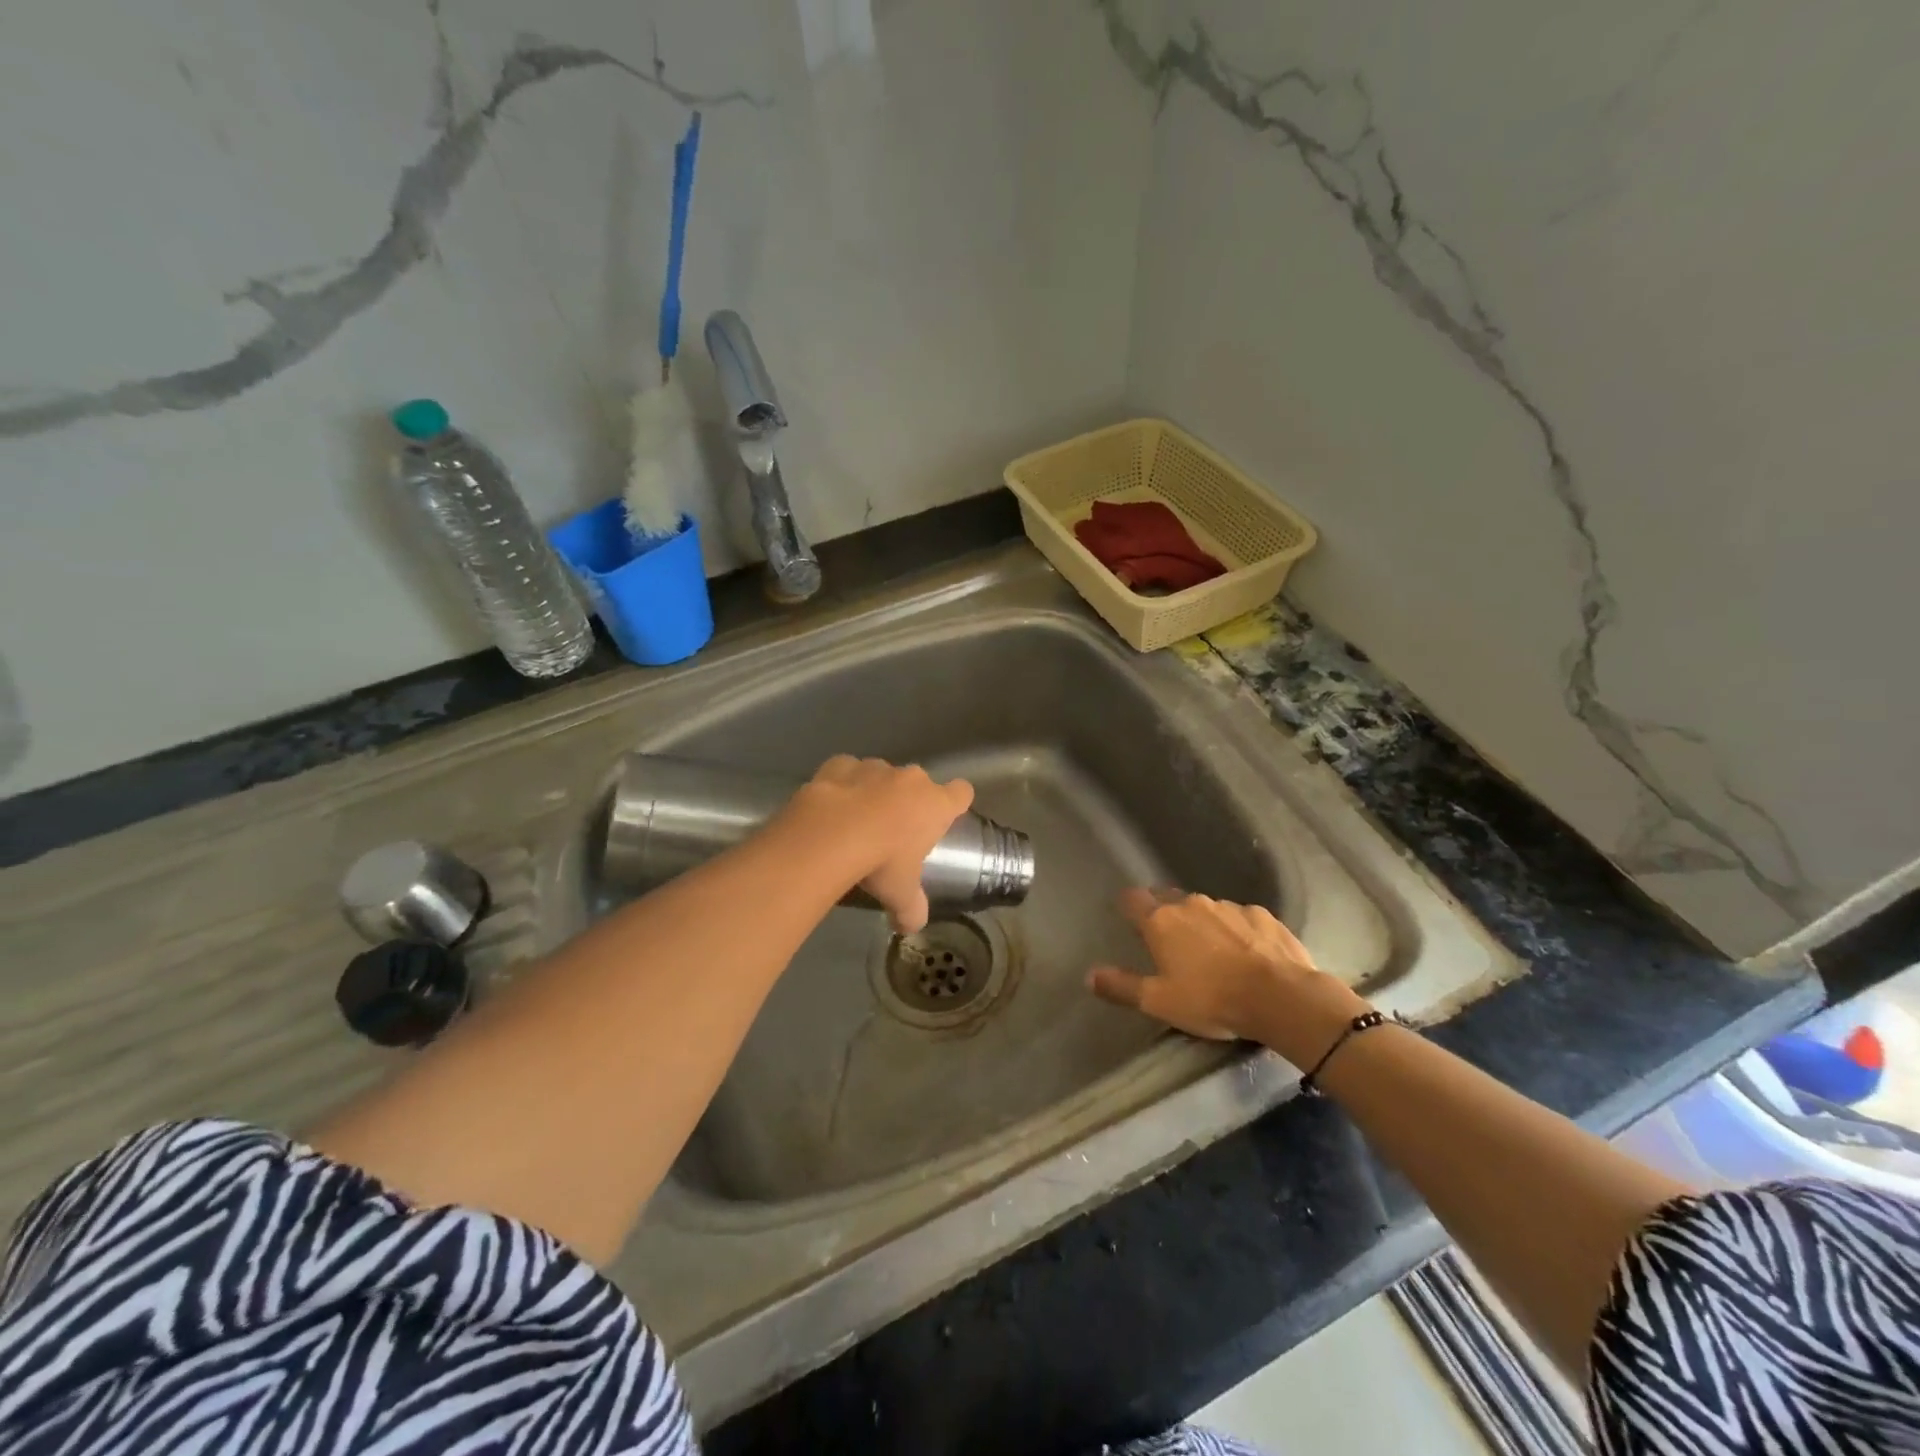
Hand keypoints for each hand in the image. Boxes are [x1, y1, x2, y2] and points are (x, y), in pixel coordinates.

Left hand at [778, 756, 974, 933]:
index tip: (945, 816)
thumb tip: (911, 928)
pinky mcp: (840, 764)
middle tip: (893, 831)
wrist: (831, 835)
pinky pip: (847, 771)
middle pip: (919, 783)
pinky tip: (831, 807)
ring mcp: (874, 767)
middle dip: (909, 801)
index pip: (962, 792)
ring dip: (874, 792)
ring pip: (881, 775)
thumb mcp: (900, 895)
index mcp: (935, 804)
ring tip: (855, 821)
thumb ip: (911, 910)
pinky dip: (841, 785)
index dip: (956, 802)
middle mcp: (910, 779)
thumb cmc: (881, 862)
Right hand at [1087, 889, 1369, 1066]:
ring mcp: (1229, 906)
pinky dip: (1239, 931)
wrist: (1281, 997)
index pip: (1134, 899)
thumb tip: (1089, 975)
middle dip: (1167, 914)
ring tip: (1214, 953)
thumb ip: (1122, 986)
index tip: (1130, 918)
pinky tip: (1248, 954)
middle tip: (1171, 942)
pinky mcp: (1262, 915)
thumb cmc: (1211, 1000)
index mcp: (1162, 921)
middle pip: (1170, 899)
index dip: (1130, 906)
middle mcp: (1191, 904)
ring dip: (1205, 924)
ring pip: (1207, 909)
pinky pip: (1241, 918)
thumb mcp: (1159, 1002)